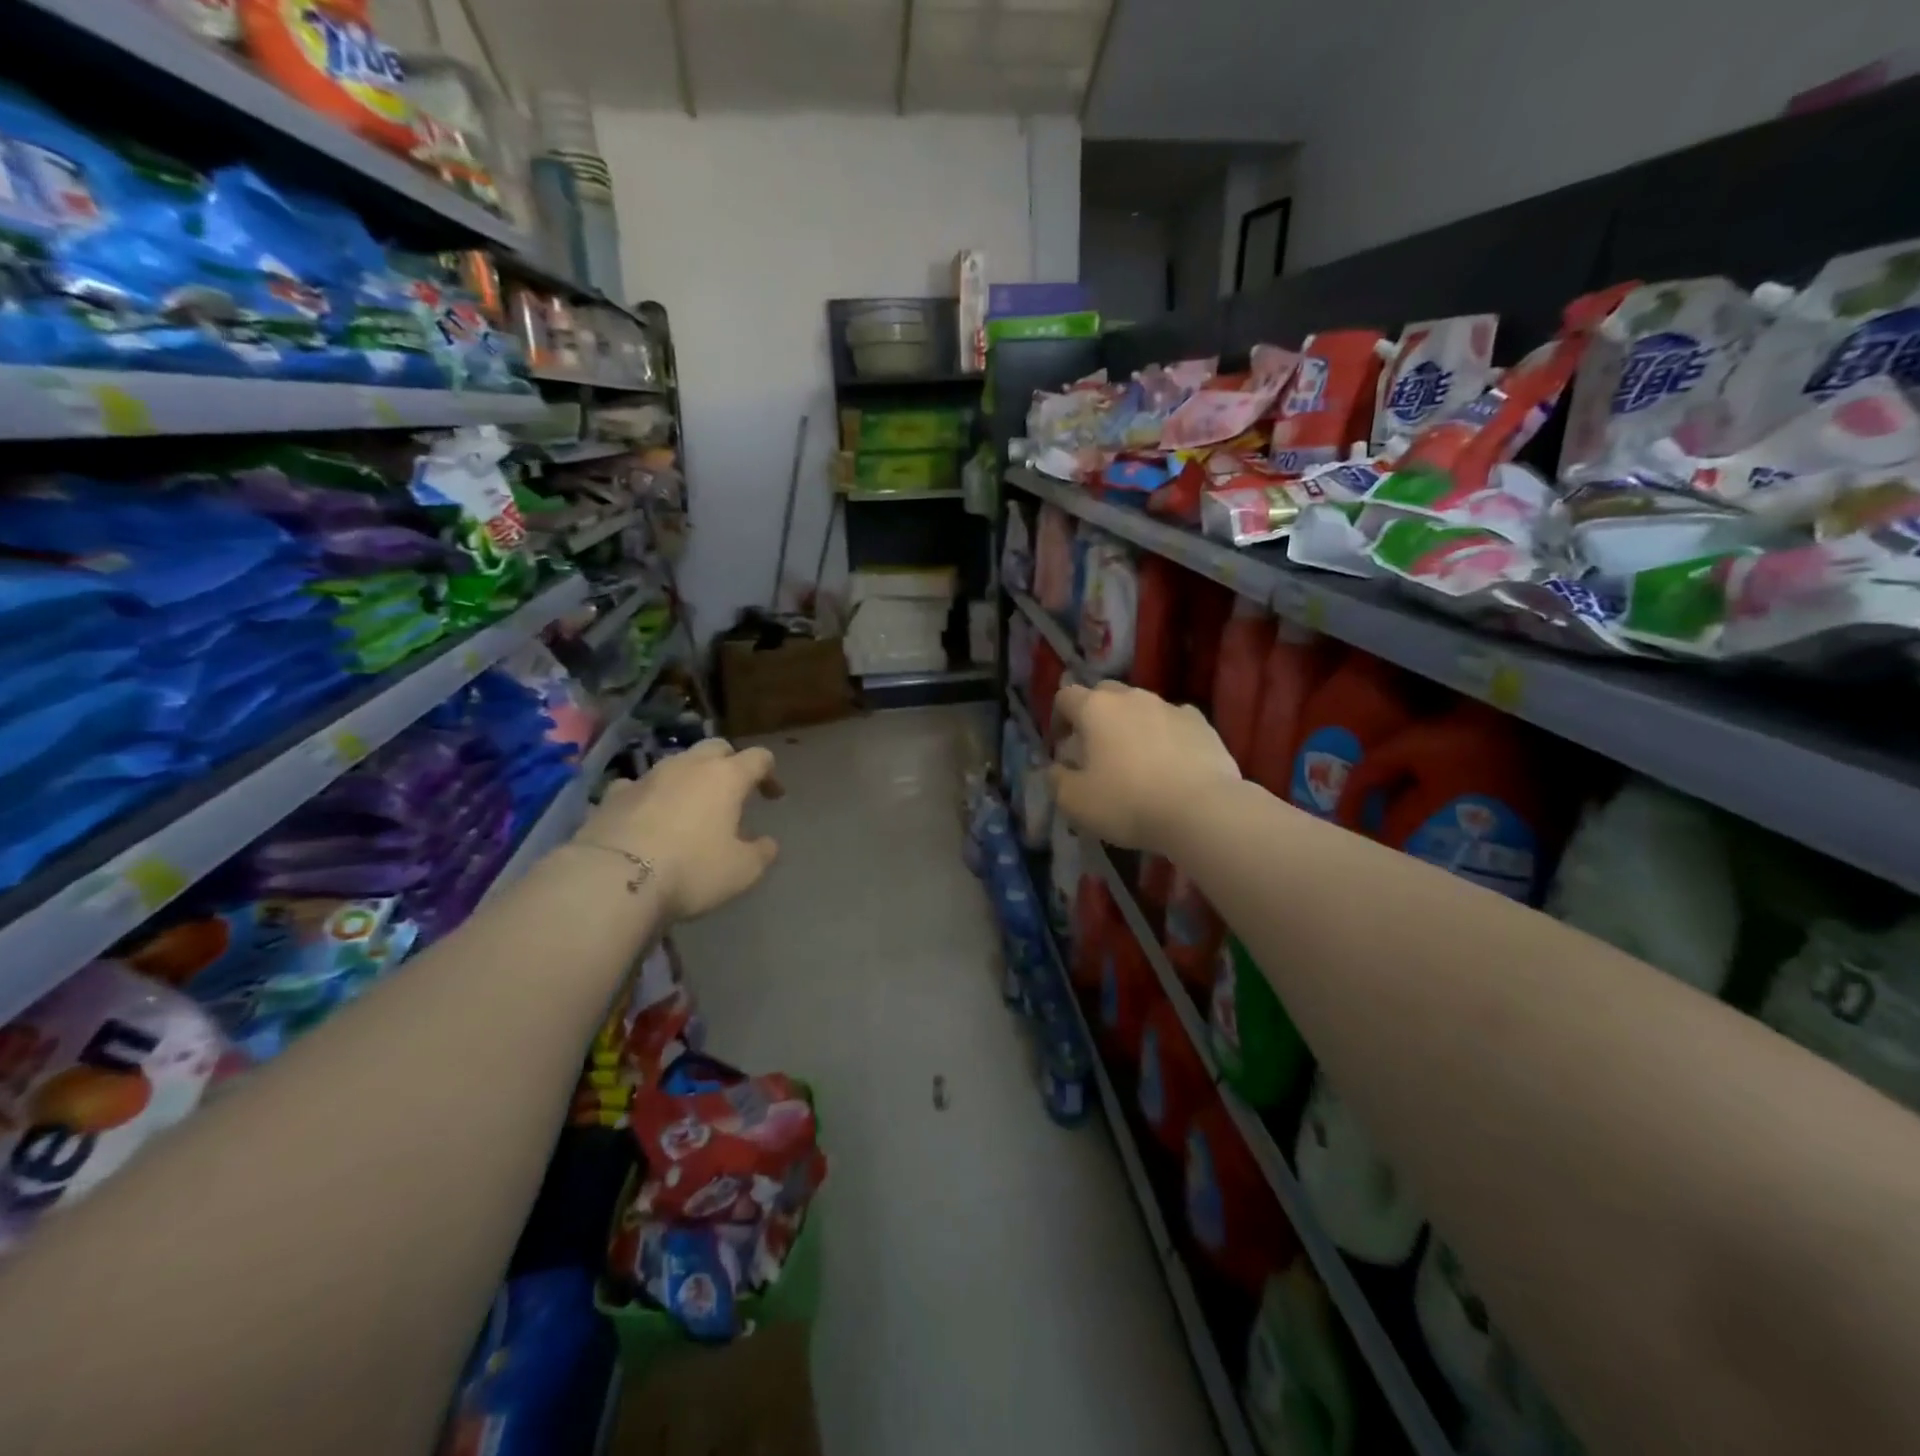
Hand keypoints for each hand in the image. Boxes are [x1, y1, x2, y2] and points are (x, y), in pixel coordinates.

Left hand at [572, 739, 781, 921]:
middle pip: (716, 748)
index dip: (769, 774)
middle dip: (729, 763)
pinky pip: (639, 786)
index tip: (773, 796)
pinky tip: (647, 815)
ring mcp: (647, 777)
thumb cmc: (691, 869)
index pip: (758, 758)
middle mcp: (688, 766)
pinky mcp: (613, 795)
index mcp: (726, 777)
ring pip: (676, 763)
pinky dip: (650, 796)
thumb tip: (766, 842)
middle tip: (733, 790)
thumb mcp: (742, 871)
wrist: (612, 879)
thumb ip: (761, 852)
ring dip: (689, 778)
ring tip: (691, 805)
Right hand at [1048, 681, 1239, 852]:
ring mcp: (1170, 707)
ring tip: (1136, 761)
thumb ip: (1057, 780)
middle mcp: (1132, 698)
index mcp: (1096, 709)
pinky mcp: (1201, 723)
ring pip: (1141, 707)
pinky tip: (1170, 764)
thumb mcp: (1075, 802)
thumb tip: (1056, 768)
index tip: (1062, 748)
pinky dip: (1165, 735)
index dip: (1058, 719)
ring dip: (1131, 725)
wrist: (1201, 810)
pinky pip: (1173, 722)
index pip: (1065, 697)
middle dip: (1095, 716)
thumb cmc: (1127, 802)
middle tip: (1096, 751)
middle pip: (1104, 693)